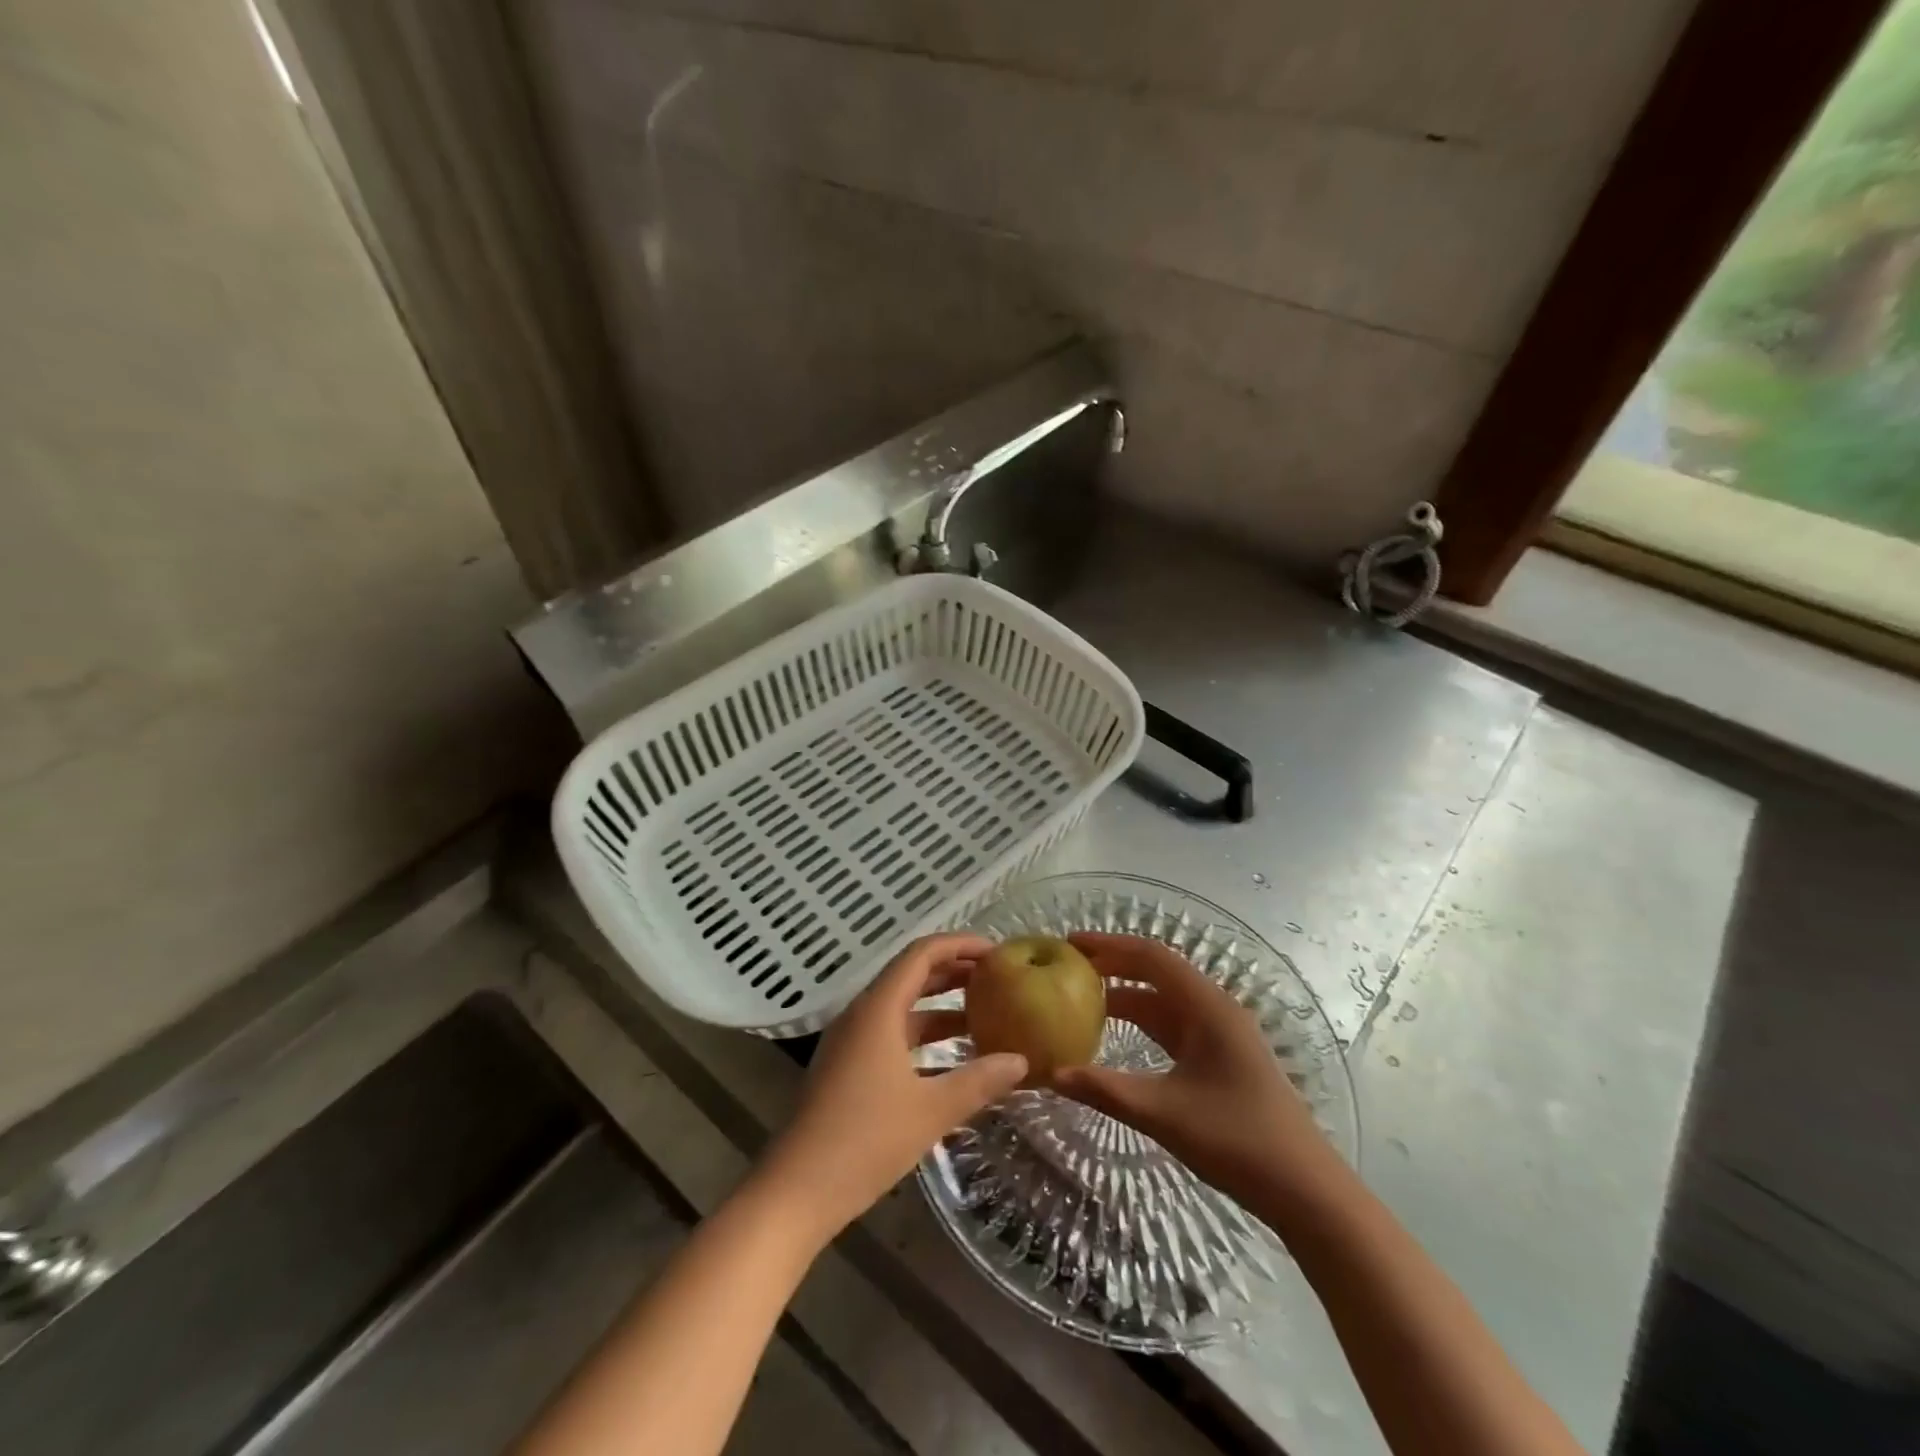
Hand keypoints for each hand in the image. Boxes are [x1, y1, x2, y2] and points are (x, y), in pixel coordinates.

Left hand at [755, 934, 1026, 1240]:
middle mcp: (862, 1015)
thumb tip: (1021, 1061)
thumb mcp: (931, 1111)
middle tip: (998, 979)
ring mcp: (851, 1042)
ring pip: (903, 1008)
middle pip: (912, 976)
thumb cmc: (865, 1141)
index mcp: (878, 1009)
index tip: (997, 952)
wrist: (795, 1192)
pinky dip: (924, 1037)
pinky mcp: (847, 1068)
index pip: (922, 954)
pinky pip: (892, 1034)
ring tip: (985, 1015)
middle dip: (955, 973)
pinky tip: (952, 1059)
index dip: (960, 945)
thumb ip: (979, 1081)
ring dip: (941, 1008)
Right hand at [1050, 933, 1339, 1208]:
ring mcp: (1221, 1034)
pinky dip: (1142, 1021)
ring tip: (1082, 997)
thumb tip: (1051, 1075)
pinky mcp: (1222, 1058)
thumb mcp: (1164, 1114)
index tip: (1070, 944)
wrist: (1306, 1190)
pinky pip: (1174, 1025)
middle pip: (1158, 972)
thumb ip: (1105, 1090)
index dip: (1110, 945)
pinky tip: (1118, 1036)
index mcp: (1207, 1008)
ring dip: (1126, 994)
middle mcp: (1215, 1010)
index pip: (1152, 957)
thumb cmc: (1238, 1142)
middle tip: (1068, 967)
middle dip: (1114, 964)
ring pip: (1165, 1000)